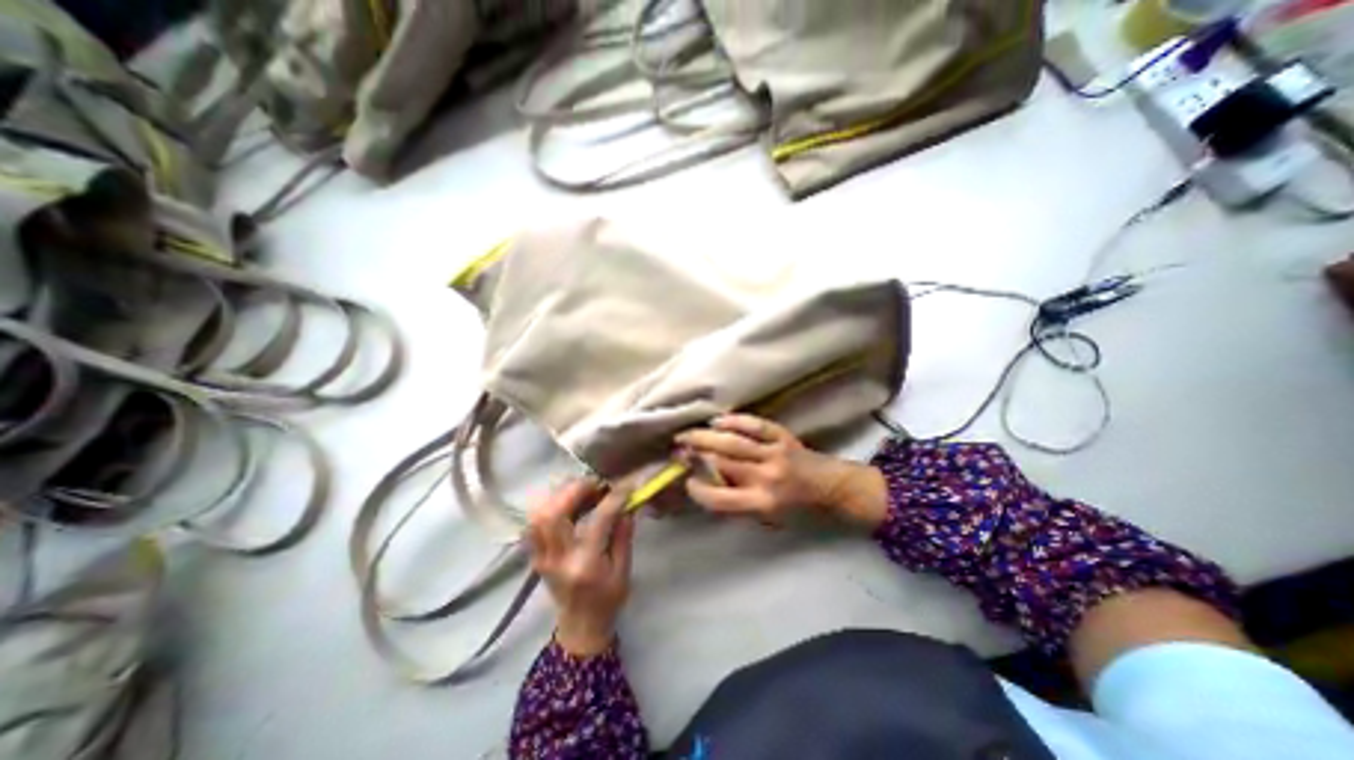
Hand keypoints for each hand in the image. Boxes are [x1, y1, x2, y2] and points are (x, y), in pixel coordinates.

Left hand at [526, 484, 639, 654]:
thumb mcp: (624, 569)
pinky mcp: (535, 554)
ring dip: (559, 495)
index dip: (613, 498)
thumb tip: (627, 503)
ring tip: (580, 490)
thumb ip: (624, 534)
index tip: (626, 486)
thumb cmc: (608, 600)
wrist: (581, 626)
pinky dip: (548, 506)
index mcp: (586, 564)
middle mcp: (558, 558)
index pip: (598, 520)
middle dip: (575, 490)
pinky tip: (565, 502)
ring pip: (539, 515)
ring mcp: (541, 556)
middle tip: (595, 483)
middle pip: (554, 514)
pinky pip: (533, 523)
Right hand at [675, 412, 890, 532]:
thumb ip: (738, 504)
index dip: (698, 489)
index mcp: (762, 503)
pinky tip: (717, 421)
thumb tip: (706, 485)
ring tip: (686, 434)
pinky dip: (734, 421)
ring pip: (733, 442)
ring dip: (705, 437)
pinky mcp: (782, 436)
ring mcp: (774, 453)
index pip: (720, 498)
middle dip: (695, 455)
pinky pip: (755, 425)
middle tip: (677, 449)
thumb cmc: (796, 509)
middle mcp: (766, 477)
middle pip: (722, 463)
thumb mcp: (766, 518)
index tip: (686, 480)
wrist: (831, 487)